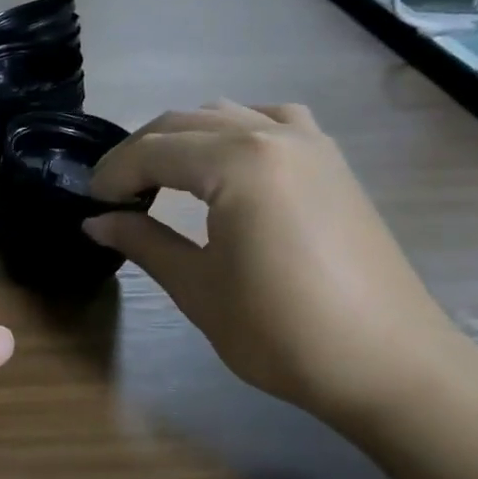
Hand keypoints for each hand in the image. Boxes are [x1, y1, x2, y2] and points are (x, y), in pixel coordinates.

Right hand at [85, 102, 469, 422]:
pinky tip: (229, 162)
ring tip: (162, 178)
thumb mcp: (198, 288)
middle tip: (112, 195)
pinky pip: (273, 122)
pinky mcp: (332, 162)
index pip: (154, 150)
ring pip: (227, 114)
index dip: (113, 173)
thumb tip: (95, 222)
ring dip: (184, 138)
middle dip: (140, 152)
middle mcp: (273, 135)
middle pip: (185, 122)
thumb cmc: (281, 331)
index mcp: (237, 162)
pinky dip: (236, 131)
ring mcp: (311, 143)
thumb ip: (143, 242)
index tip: (89, 203)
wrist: (388, 364)